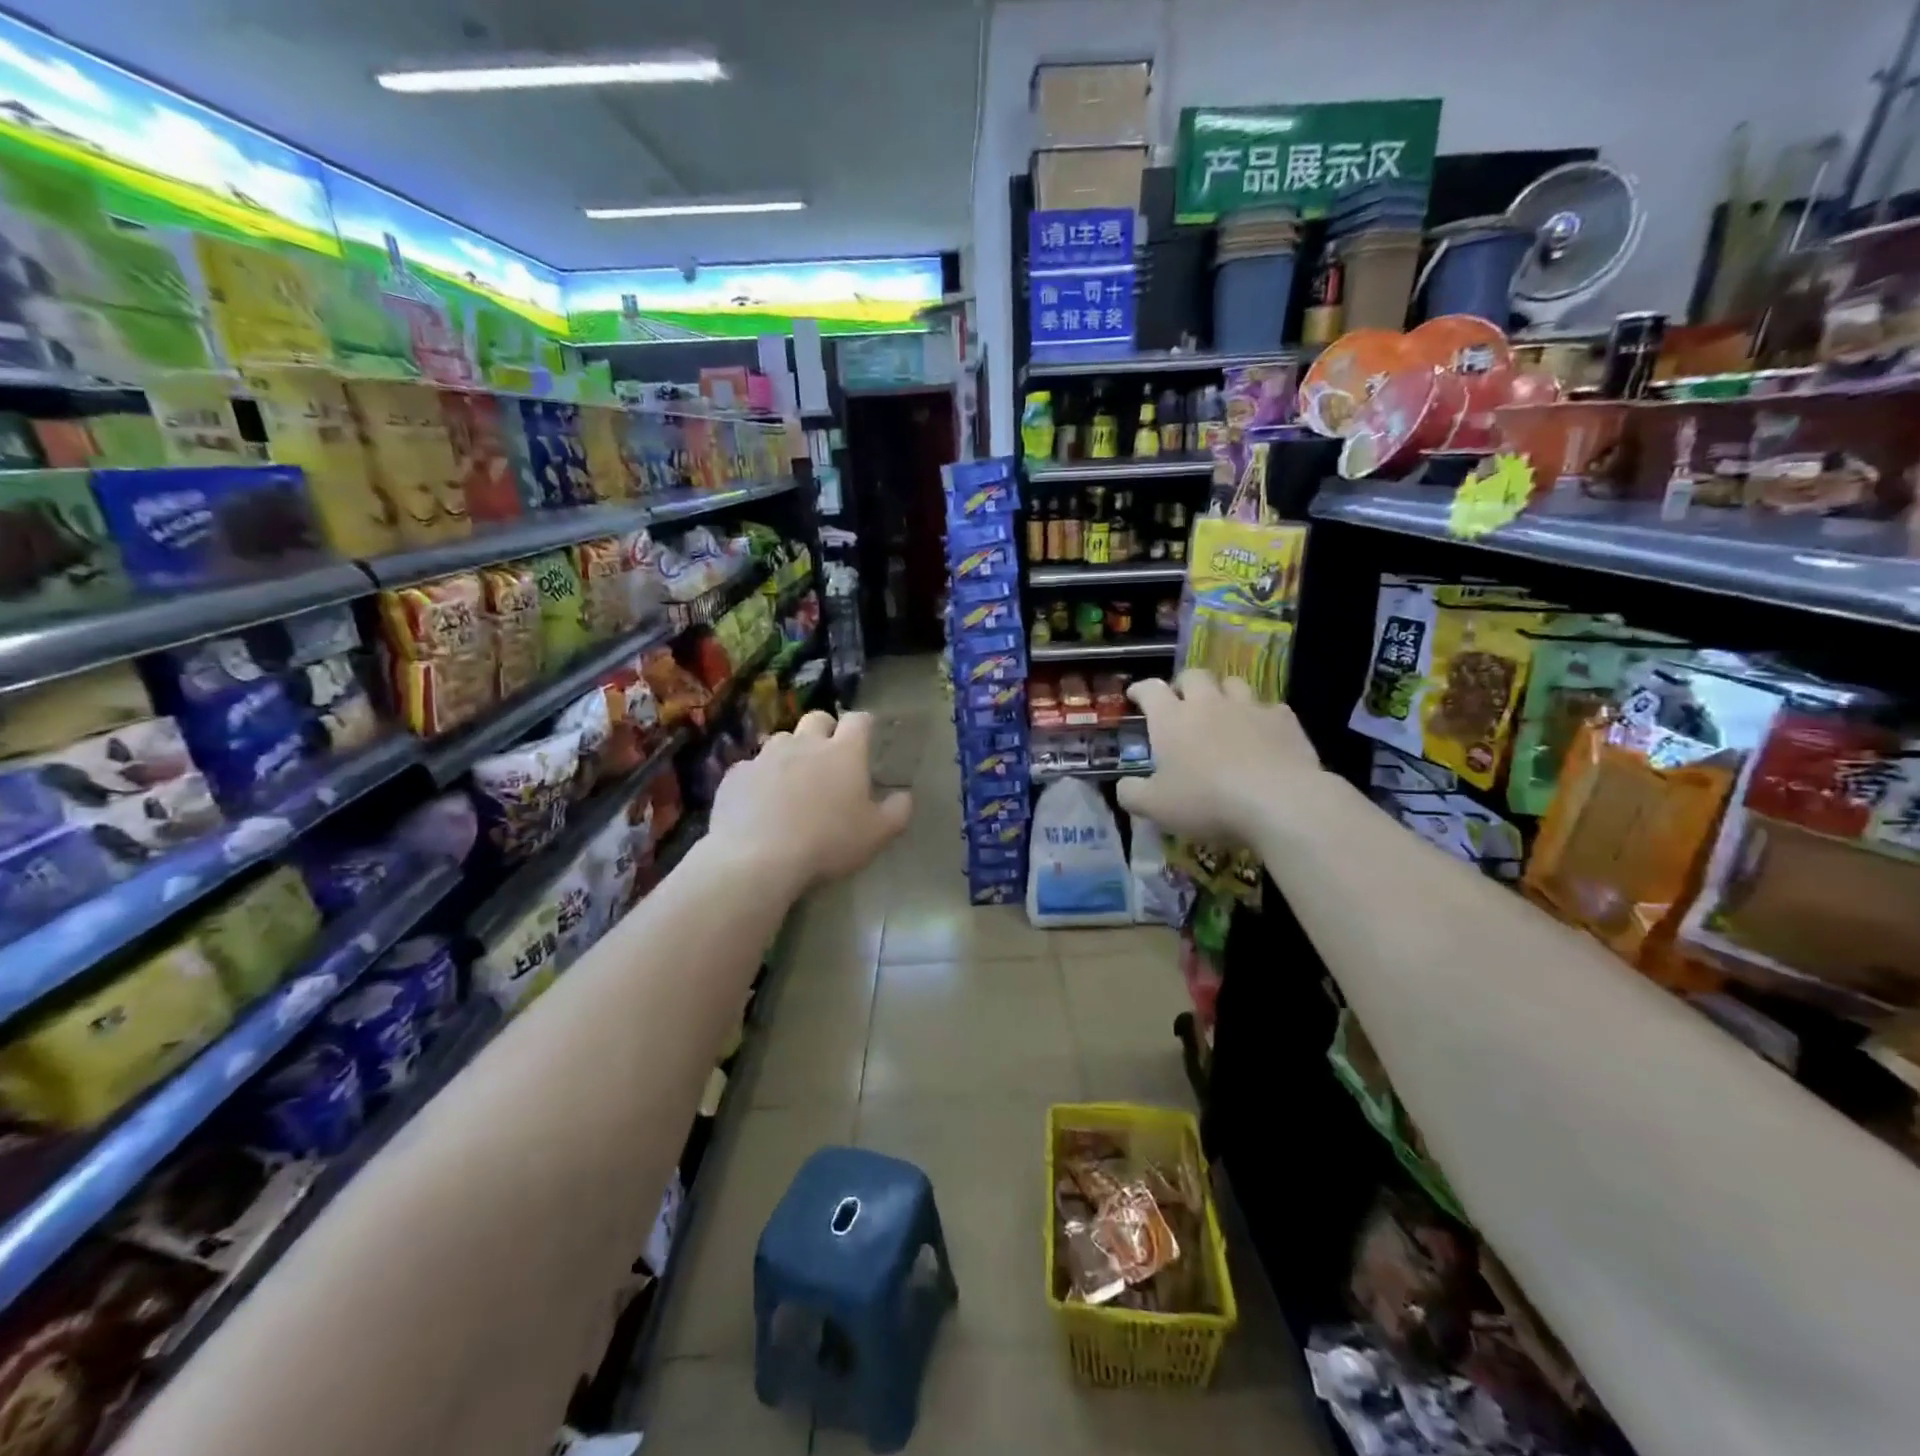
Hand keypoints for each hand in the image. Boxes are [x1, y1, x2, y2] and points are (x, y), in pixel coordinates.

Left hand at [710, 710, 911, 894]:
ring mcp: (766, 756)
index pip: (859, 720)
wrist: (757, 858)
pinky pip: (751, 767)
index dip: (864, 726)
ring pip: (782, 739)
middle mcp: (805, 743)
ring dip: (791, 752)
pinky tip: (760, 802)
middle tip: (830, 758)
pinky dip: (759, 778)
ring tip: (793, 781)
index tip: (867, 740)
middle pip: (817, 718)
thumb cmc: (827, 842)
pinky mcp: (736, 774)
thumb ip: (897, 812)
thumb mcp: (877, 835)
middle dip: (825, 730)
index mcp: (844, 752)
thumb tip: (904, 796)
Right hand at [1116, 671, 1324, 843]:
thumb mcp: (1155, 807)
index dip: (1140, 690)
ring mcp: (1249, 708)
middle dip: (1184, 684)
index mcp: (1171, 719)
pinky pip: (1270, 708)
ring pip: (1233, 683)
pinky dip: (1262, 716)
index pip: (1150, 690)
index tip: (1135, 695)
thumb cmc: (1206, 801)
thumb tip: (1124, 785)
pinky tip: (1263, 733)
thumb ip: (1132, 794)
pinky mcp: (1284, 720)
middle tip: (1181, 701)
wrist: (1279, 801)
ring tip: (1223, 711)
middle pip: (1194, 676)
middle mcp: (1208, 703)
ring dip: (1224, 693)